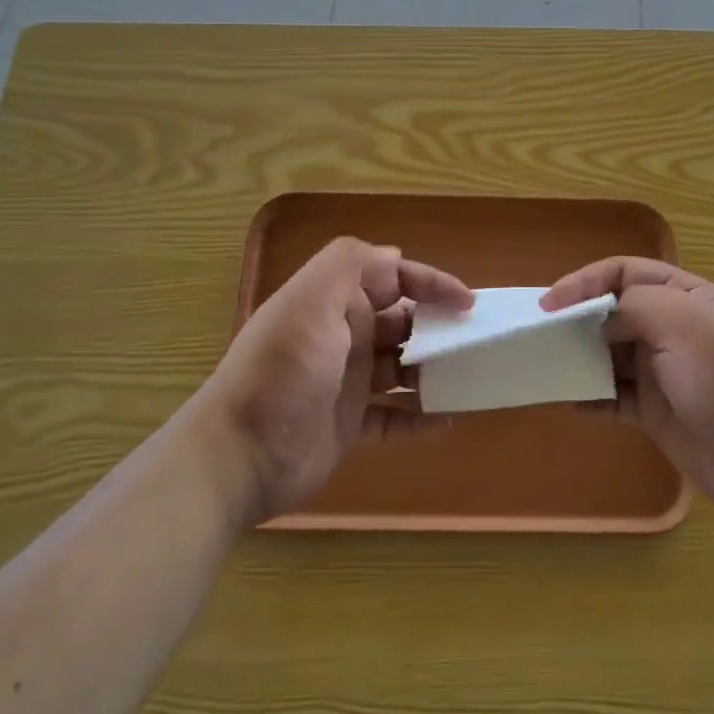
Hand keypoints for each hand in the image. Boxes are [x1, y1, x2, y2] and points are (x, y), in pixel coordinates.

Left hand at [196, 237, 471, 524]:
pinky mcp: (349, 426)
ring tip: (471, 379)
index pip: (392, 278)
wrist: (238, 456)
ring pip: (403, 368)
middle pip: (402, 322)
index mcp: (335, 302)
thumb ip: (351, 265)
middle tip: (475, 342)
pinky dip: (421, 417)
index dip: (431, 283)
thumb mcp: (311, 301)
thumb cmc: (283, 372)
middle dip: (438, 327)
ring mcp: (347, 383)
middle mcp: (343, 336)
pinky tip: (449, 420)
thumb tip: (396, 257)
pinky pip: (395, 417)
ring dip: (435, 370)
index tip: (467, 303)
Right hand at [542, 258, 713, 525]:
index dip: (586, 281)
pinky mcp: (657, 414)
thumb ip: (633, 306)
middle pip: (614, 313)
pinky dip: (590, 397)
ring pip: (610, 356)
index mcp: (686, 296)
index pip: (626, 273)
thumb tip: (602, 318)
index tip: (550, 302)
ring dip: (579, 357)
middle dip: (577, 319)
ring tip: (545, 364)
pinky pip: (614, 398)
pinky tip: (567, 401)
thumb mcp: (683, 321)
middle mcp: (673, 329)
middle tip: (540, 334)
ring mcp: (665, 373)